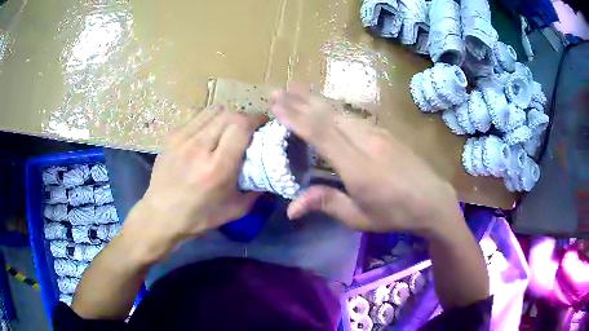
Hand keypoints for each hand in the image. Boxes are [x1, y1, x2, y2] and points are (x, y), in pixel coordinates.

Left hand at [122, 106, 266, 261]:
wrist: (161, 215)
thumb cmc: (199, 217)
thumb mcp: (235, 210)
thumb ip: (256, 190)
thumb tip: (270, 172)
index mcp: (217, 168)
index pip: (241, 126)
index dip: (256, 119)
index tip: (264, 124)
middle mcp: (199, 148)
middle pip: (229, 114)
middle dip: (244, 117)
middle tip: (248, 128)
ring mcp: (182, 139)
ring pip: (212, 111)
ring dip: (226, 116)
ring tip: (228, 129)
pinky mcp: (171, 136)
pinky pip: (197, 118)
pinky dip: (209, 121)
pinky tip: (207, 136)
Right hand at [271, 90, 460, 235]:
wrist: (432, 200)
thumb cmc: (395, 213)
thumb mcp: (359, 217)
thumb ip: (325, 204)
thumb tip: (290, 209)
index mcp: (357, 166)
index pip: (320, 134)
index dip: (296, 118)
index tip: (276, 106)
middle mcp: (365, 141)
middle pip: (327, 115)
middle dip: (299, 102)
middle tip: (277, 92)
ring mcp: (377, 132)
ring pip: (340, 111)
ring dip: (314, 100)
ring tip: (294, 91)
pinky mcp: (384, 131)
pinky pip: (352, 115)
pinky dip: (332, 108)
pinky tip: (324, 105)